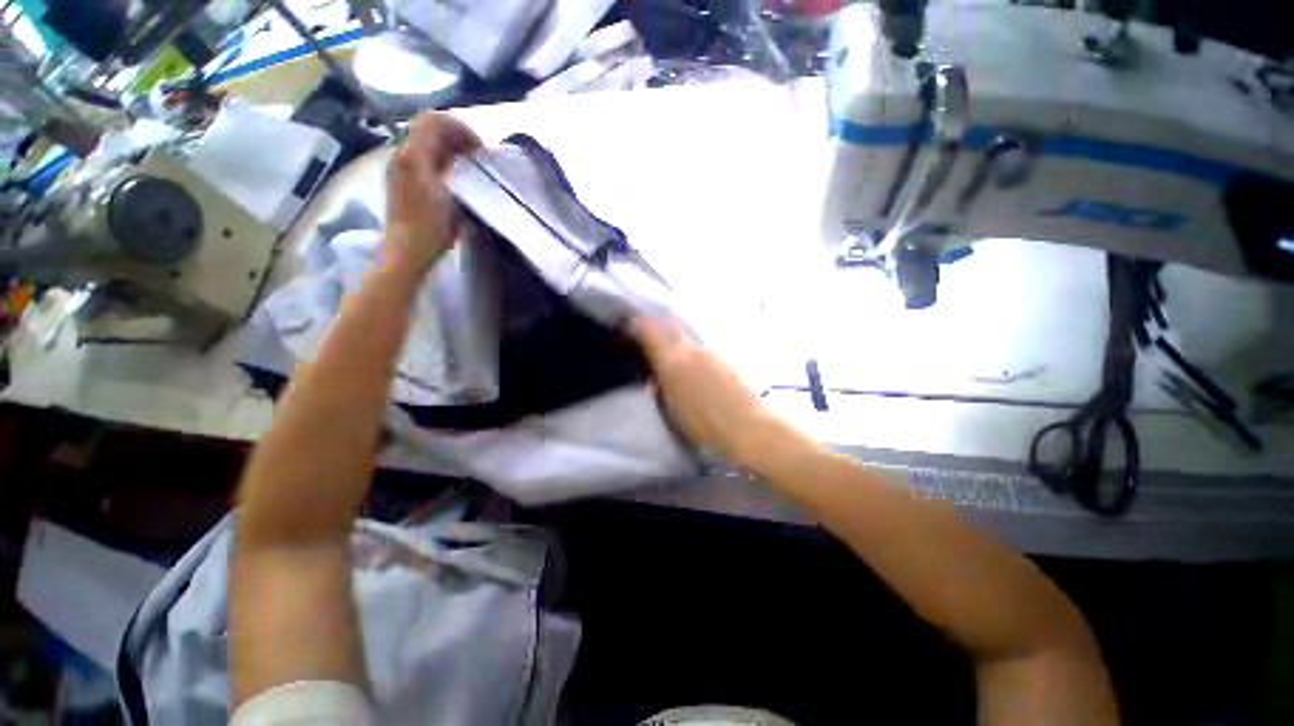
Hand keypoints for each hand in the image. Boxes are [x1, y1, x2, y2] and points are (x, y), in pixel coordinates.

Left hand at [385, 114, 481, 279]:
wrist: (407, 252)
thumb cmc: (429, 227)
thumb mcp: (446, 194)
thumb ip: (451, 165)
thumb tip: (464, 150)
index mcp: (413, 156)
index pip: (435, 122)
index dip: (460, 129)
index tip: (480, 148)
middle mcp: (403, 155)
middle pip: (429, 130)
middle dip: (456, 136)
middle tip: (478, 155)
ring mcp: (401, 169)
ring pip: (426, 144)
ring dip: (450, 148)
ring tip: (471, 164)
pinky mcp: (403, 183)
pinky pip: (424, 158)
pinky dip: (442, 159)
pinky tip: (456, 176)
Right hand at [630, 317, 802, 469]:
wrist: (749, 427)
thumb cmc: (705, 426)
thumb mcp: (673, 412)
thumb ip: (661, 391)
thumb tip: (654, 381)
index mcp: (673, 362)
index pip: (650, 332)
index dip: (638, 326)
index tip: (630, 326)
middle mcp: (691, 350)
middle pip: (669, 327)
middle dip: (656, 327)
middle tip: (647, 337)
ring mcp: (710, 352)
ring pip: (686, 340)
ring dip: (675, 343)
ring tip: (672, 360)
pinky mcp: (724, 358)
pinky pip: (700, 349)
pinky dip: (691, 354)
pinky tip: (694, 371)